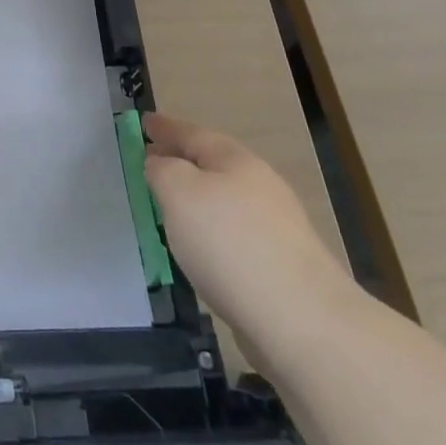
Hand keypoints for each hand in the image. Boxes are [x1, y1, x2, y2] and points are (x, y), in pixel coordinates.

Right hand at [143, 115, 353, 347]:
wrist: (302, 322)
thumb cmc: (230, 243)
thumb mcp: (179, 192)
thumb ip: (162, 169)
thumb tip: (160, 164)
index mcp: (236, 161)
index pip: (192, 134)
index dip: (165, 127)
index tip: (143, 122)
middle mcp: (259, 186)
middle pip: (213, 164)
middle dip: (181, 160)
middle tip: (149, 161)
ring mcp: (275, 228)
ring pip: (224, 200)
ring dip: (195, 197)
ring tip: (168, 206)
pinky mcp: (280, 266)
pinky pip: (232, 234)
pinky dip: (210, 230)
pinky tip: (198, 248)